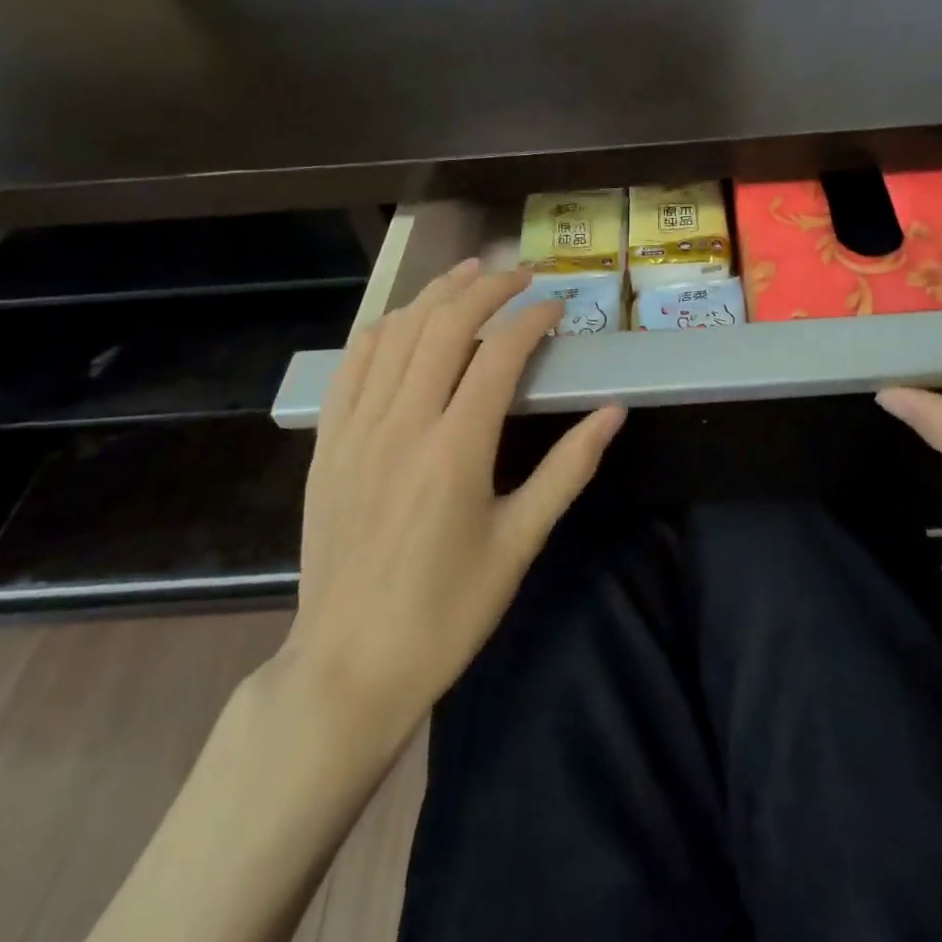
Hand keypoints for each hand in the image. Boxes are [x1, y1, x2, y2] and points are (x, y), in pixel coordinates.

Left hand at [268, 258, 624, 731]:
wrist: (350, 667)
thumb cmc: (448, 611)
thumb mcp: (520, 542)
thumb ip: (569, 469)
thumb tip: (613, 412)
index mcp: (456, 449)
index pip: (499, 353)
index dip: (532, 319)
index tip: (558, 308)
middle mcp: (403, 424)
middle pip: (445, 325)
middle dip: (488, 288)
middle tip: (522, 276)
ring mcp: (356, 430)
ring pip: (396, 333)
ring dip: (436, 294)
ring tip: (470, 273)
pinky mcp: (328, 444)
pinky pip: (353, 365)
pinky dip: (384, 328)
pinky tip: (406, 318)